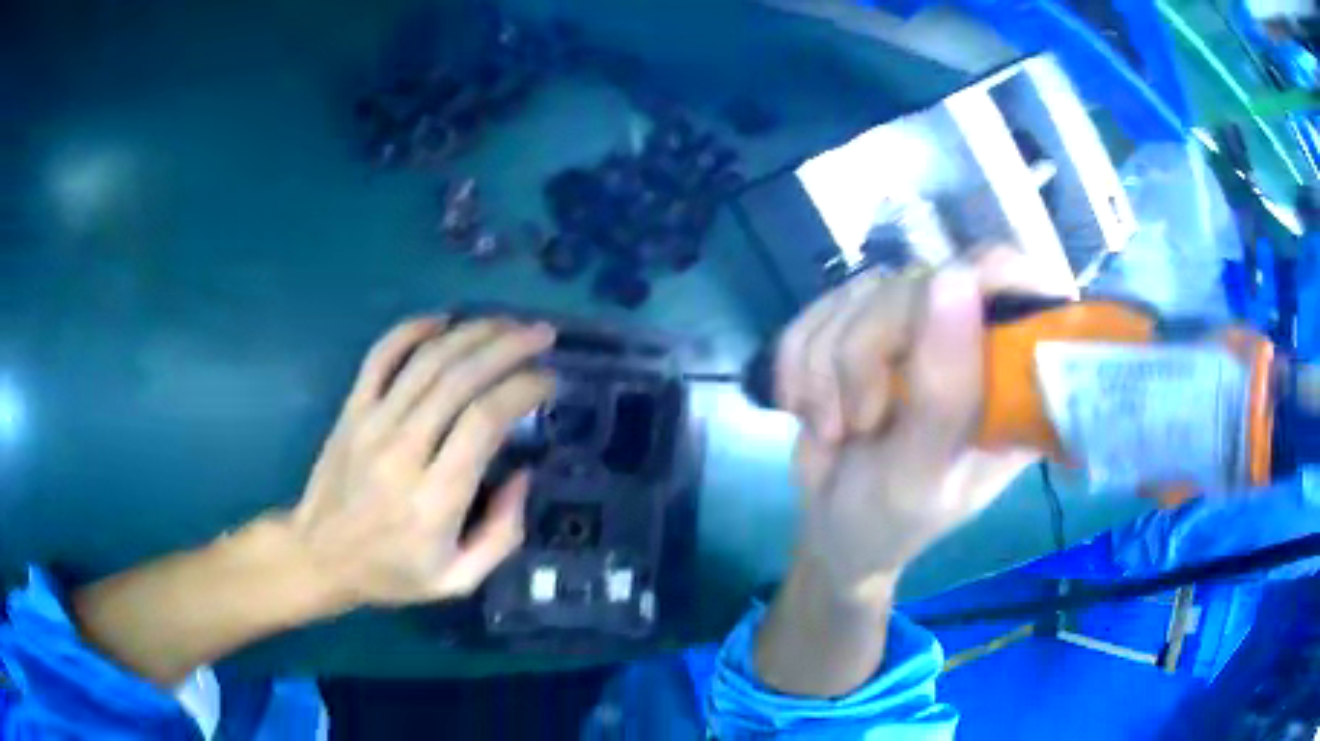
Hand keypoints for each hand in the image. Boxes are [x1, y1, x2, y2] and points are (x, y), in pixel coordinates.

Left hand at [289, 316, 555, 605]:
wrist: (319, 556)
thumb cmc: (391, 572)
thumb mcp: (458, 580)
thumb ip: (502, 534)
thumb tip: (523, 474)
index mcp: (435, 498)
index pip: (484, 420)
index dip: (523, 389)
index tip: (549, 381)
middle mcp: (403, 450)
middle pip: (460, 378)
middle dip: (508, 346)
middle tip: (541, 336)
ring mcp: (372, 423)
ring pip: (427, 359)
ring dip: (473, 332)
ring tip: (507, 323)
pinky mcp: (351, 409)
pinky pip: (381, 356)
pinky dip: (412, 330)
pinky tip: (443, 321)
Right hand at [776, 247, 1068, 601]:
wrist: (830, 529)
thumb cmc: (889, 522)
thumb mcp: (918, 477)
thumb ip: (942, 394)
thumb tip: (954, 280)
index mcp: (1014, 380)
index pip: (1021, 285)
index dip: (984, 281)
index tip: (934, 326)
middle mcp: (972, 340)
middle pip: (922, 283)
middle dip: (866, 351)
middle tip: (859, 422)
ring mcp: (916, 326)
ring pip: (863, 292)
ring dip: (825, 367)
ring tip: (835, 429)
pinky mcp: (864, 322)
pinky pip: (821, 307)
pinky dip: (798, 361)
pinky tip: (808, 406)